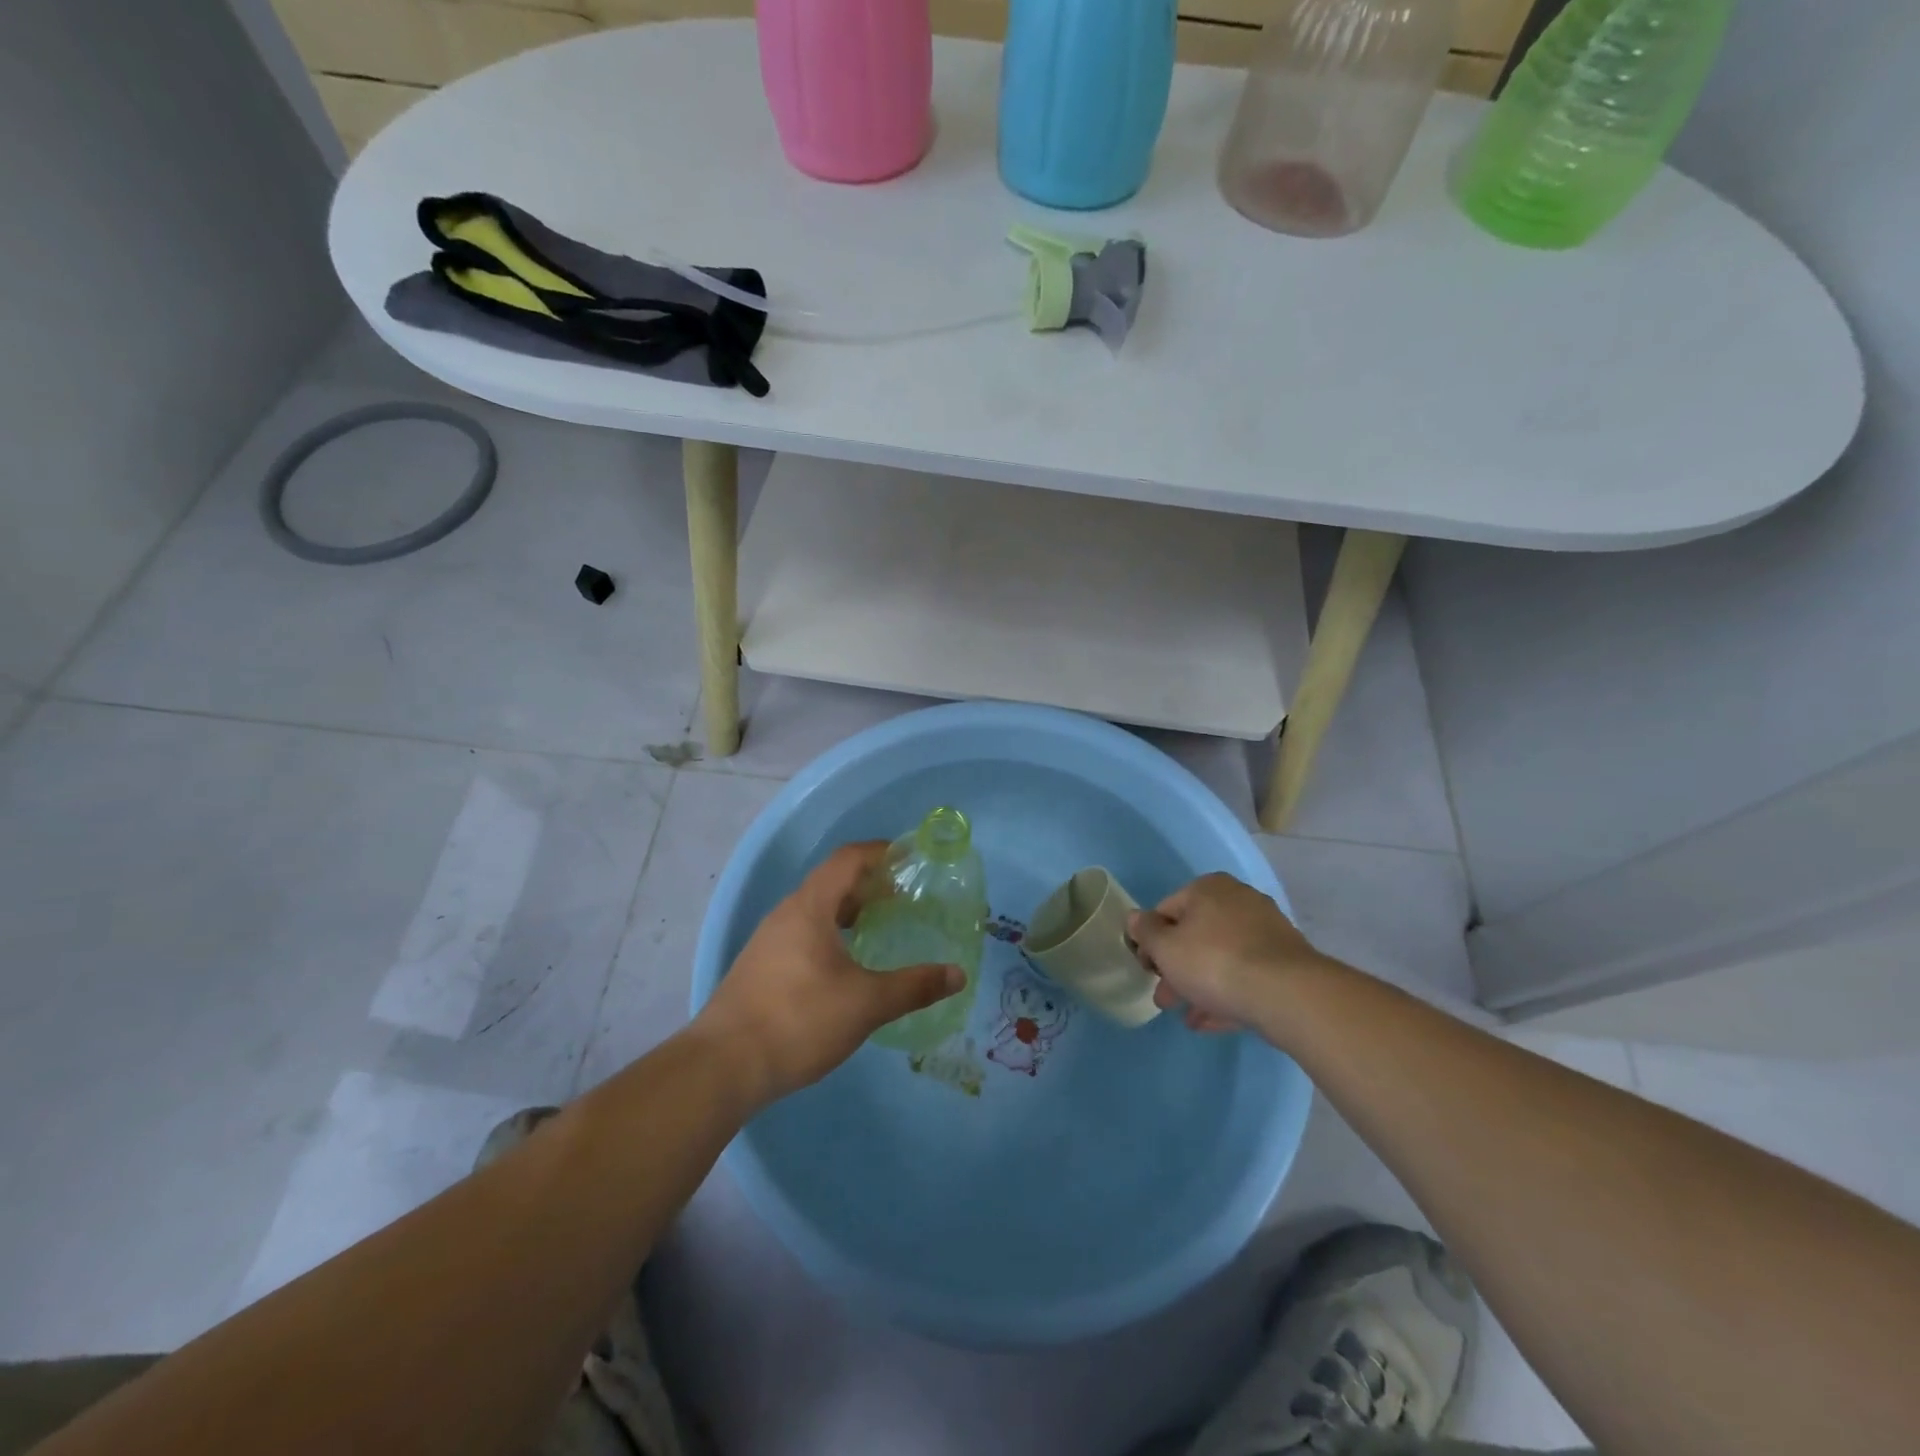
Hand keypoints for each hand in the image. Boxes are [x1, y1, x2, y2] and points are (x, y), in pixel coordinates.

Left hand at [697, 842, 965, 1102]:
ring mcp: (769, 941)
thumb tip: (958, 974)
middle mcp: (787, 914)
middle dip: (870, 884)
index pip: (848, 859)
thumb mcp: (866, 1004)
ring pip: (816, 910)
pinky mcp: (761, 967)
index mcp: (810, 907)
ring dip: (850, 910)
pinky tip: (847, 965)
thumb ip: (914, 986)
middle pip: (832, 882)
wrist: (723, 1067)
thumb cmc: (799, 1020)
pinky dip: (832, 934)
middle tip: (905, 898)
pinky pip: (804, 933)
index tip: (911, 858)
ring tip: (880, 927)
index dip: (881, 852)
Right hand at [1128, 873, 1328, 1032]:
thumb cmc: (1214, 962)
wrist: (1287, 993)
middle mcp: (1238, 900)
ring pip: (1221, 957)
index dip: (1150, 941)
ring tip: (1188, 1017)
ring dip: (1199, 985)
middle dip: (1176, 968)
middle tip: (1165, 998)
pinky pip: (1245, 975)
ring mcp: (1266, 930)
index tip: (1146, 970)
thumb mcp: (1165, 948)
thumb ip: (1145, 932)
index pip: (1166, 910)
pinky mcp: (1286, 961)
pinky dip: (1226, 994)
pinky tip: (1212, 1022)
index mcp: (1207, 888)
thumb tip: (1135, 919)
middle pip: (1195, 935)